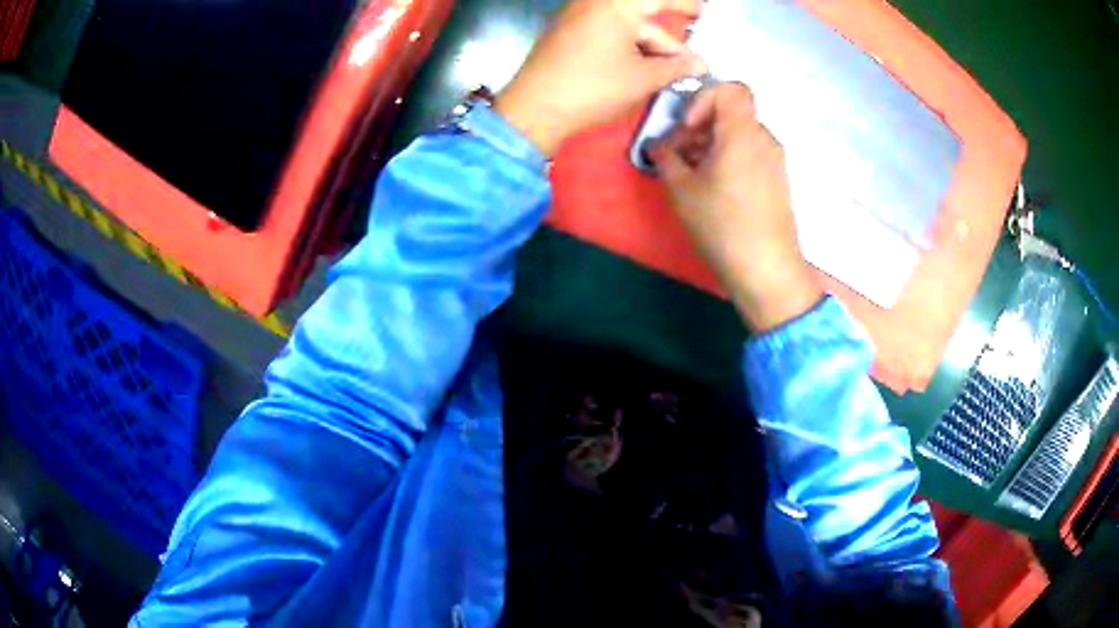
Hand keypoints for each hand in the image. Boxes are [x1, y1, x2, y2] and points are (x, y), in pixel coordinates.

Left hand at [496, 0, 705, 156]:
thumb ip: (676, 67)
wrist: (533, 109)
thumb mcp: (642, 78)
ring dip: (650, 48)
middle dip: (669, 40)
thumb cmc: (593, 88)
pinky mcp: (567, 34)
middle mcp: (595, 4)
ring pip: (626, 27)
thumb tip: (700, 64)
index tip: (703, 12)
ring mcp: (578, 18)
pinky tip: (642, 69)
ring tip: (670, 73)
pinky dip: (628, 48)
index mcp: (616, 5)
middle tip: (691, 61)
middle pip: (643, 15)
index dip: (685, 4)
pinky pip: (607, 33)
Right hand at [650, 83, 822, 332]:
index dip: (704, 98)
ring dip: (712, 145)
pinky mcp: (778, 181)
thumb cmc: (722, 224)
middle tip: (678, 155)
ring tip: (692, 175)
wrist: (767, 269)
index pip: (731, 89)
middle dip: (700, 127)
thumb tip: (659, 145)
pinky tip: (713, 189)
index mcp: (742, 132)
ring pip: (739, 136)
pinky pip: (750, 154)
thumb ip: (666, 157)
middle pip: (731, 114)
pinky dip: (729, 159)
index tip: (688, 128)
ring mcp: (775, 161)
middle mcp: (764, 139)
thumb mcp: (681, 190)